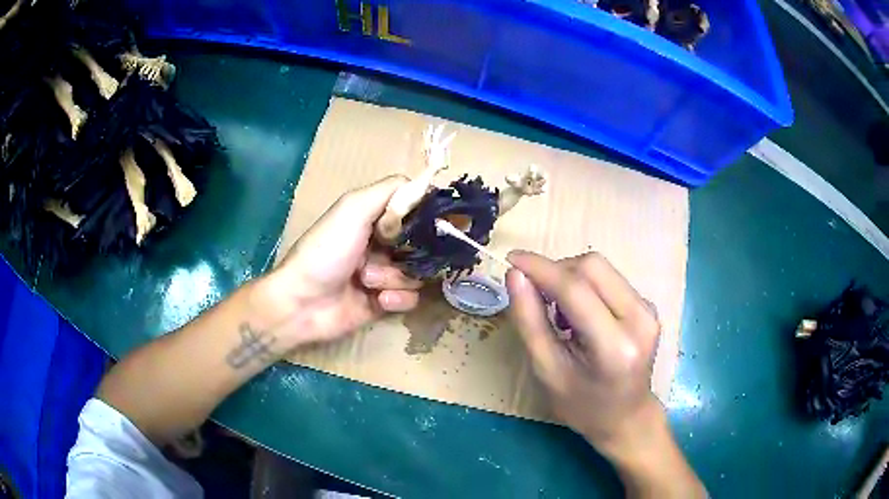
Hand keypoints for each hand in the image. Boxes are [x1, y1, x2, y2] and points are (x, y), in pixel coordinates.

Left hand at [261, 176, 421, 344]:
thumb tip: (426, 185)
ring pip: (418, 272)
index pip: (416, 212)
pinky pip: (411, 298)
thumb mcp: (353, 209)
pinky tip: (379, 301)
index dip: (426, 218)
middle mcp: (383, 244)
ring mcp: (385, 274)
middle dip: (411, 253)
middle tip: (391, 256)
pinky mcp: (385, 301)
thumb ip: (390, 190)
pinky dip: (398, 298)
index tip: (428, 226)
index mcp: (374, 218)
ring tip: (367, 281)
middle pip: (423, 245)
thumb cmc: (326, 251)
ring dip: (396, 277)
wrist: (302, 303)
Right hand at [505, 251, 662, 455]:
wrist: (627, 418)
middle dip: (556, 272)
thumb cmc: (582, 406)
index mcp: (615, 347)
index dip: (540, 268)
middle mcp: (640, 319)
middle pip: (592, 267)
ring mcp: (648, 310)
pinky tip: (579, 315)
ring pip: (601, 268)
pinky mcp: (648, 305)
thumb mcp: (547, 371)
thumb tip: (515, 275)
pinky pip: (609, 279)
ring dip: (570, 278)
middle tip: (536, 296)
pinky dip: (585, 287)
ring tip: (559, 314)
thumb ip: (530, 321)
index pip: (575, 289)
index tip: (510, 259)